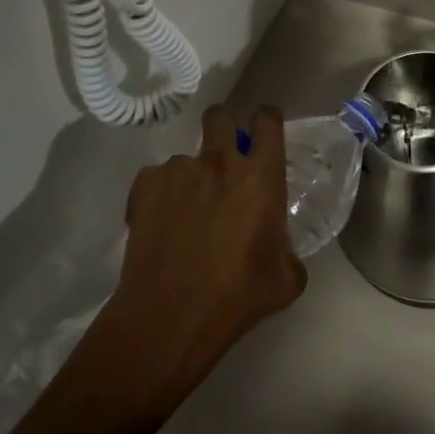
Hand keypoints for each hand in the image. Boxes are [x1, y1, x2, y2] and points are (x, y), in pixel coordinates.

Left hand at [101, 105, 307, 411]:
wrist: (168, 318)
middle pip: (220, 116)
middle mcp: (220, 162)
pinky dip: (159, 194)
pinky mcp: (145, 187)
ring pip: (185, 157)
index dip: (266, 121)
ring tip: (186, 211)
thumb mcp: (284, 282)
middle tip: (223, 158)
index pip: (267, 120)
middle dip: (222, 127)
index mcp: (260, 176)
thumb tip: (284, 254)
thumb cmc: (236, 296)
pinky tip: (160, 222)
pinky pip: (155, 178)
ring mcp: (179, 171)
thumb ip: (289, 255)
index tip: (264, 134)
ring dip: (190, 176)